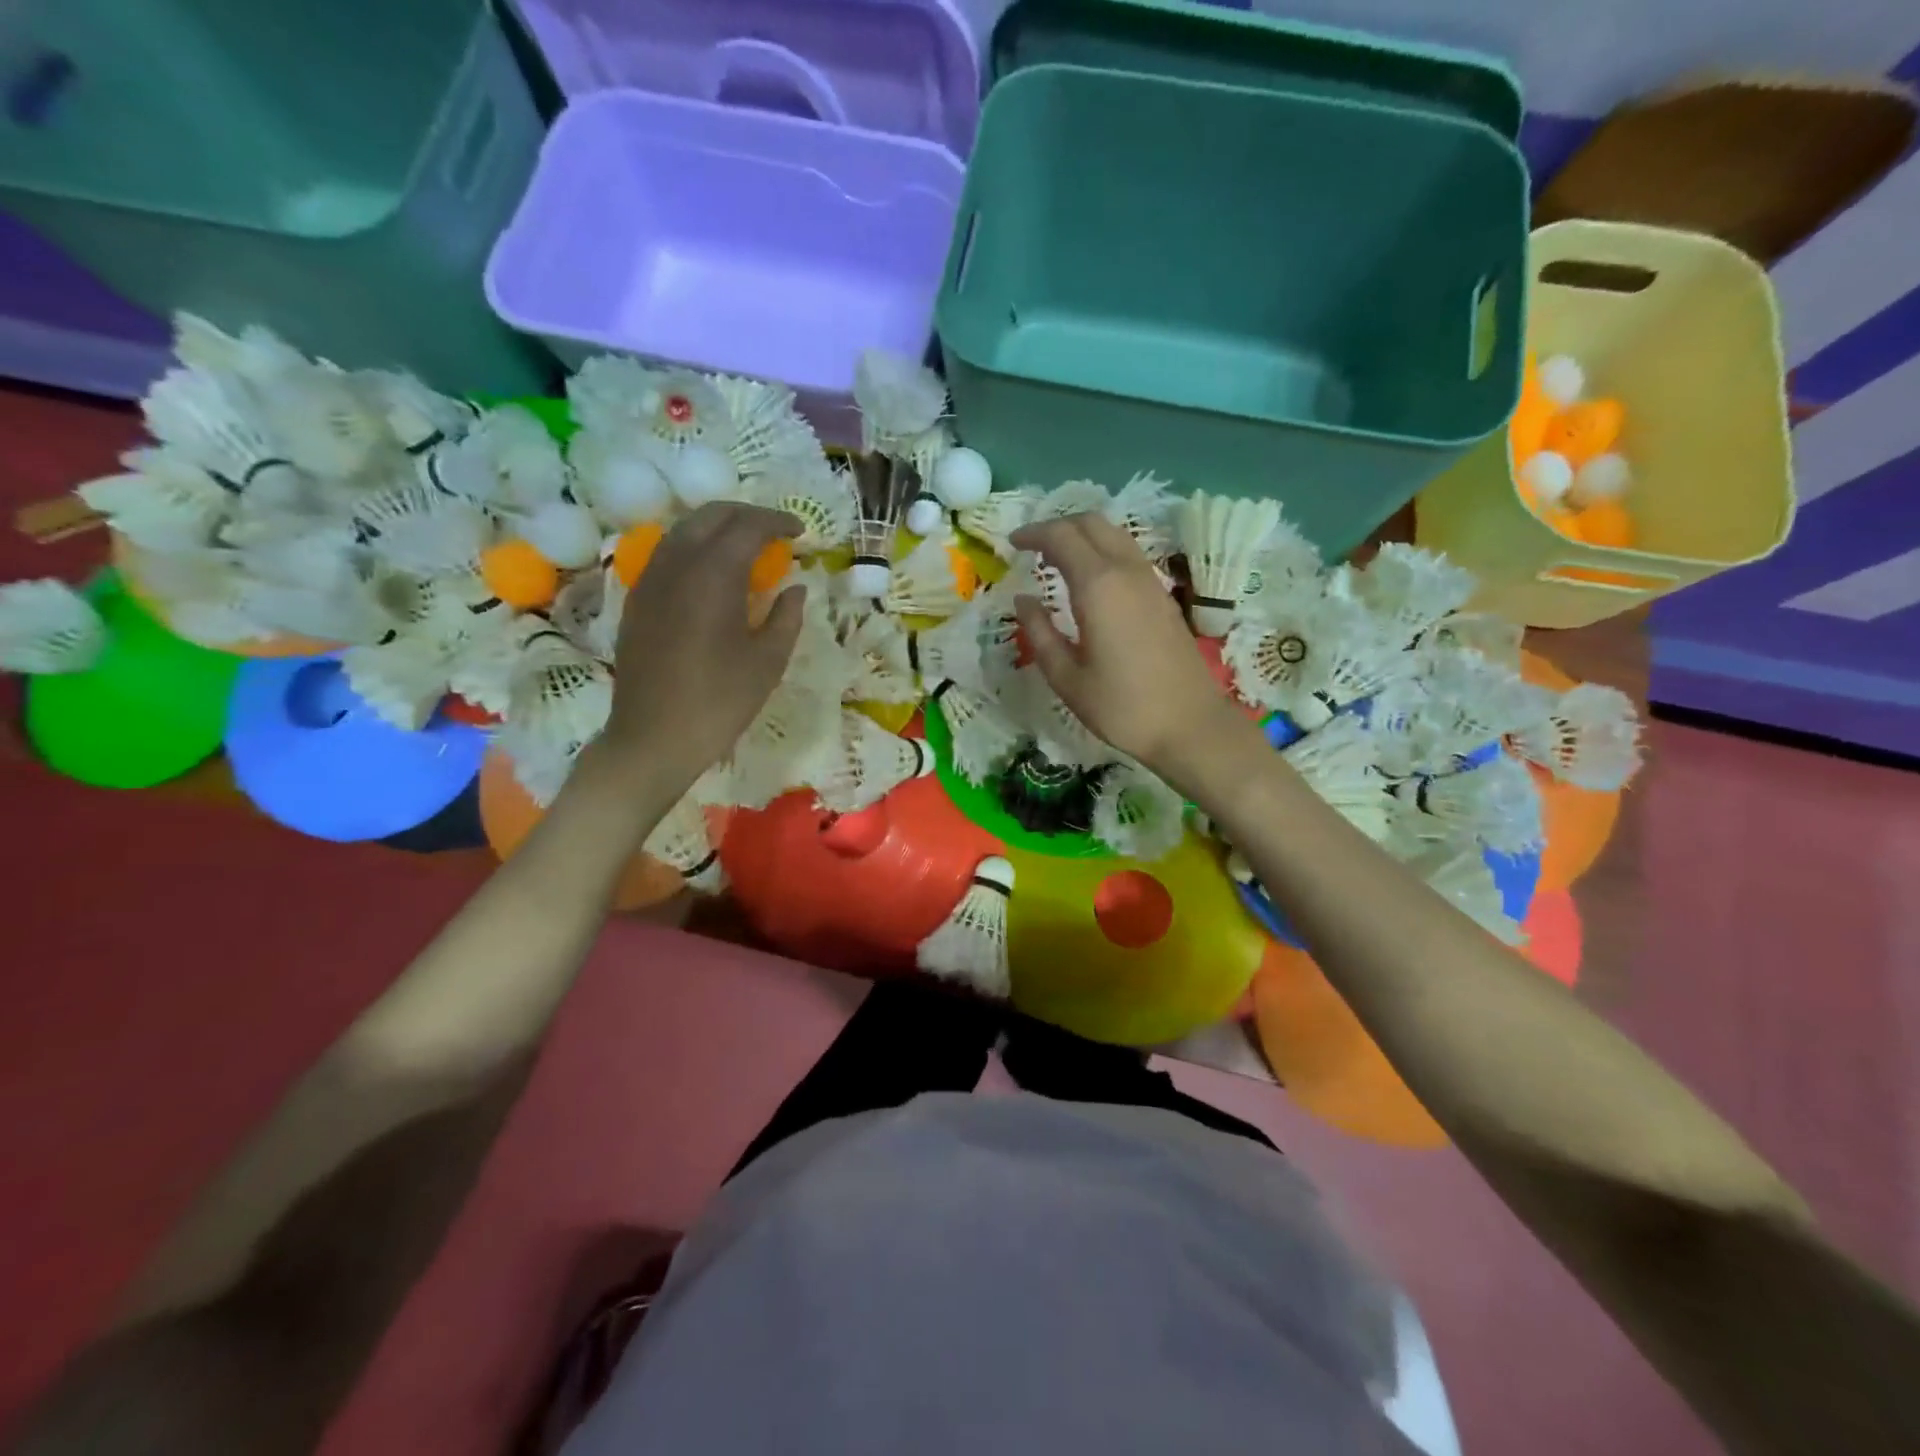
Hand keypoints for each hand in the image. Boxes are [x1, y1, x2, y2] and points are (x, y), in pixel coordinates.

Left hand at [600, 502, 804, 788]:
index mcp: (714, 576)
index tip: (800, 532)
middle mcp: (677, 565)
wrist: (654, 737)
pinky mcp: (638, 600)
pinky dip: (695, 548)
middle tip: (775, 531)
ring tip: (745, 546)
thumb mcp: (768, 661)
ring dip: (718, 527)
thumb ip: (786, 617)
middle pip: (711, 516)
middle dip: (746, 515)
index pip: (747, 526)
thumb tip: (795, 589)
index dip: (777, 522)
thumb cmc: (720, 702)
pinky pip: (668, 554)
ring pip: (684, 530)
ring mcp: (651, 580)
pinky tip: (712, 572)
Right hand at [1009, 514, 1259, 785]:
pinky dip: (1102, 551)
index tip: (1011, 543)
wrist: (1190, 724)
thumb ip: (1040, 633)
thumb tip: (1023, 600)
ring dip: (1083, 535)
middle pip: (1091, 523)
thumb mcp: (1067, 677)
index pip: (1061, 537)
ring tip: (1057, 558)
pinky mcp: (1163, 596)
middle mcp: (1126, 572)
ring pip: (1114, 534)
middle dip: (1057, 525)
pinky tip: (1089, 579)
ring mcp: (1150, 581)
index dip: (1033, 533)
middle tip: (1032, 546)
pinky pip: (1128, 554)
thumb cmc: (1121, 706)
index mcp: (1098, 586)